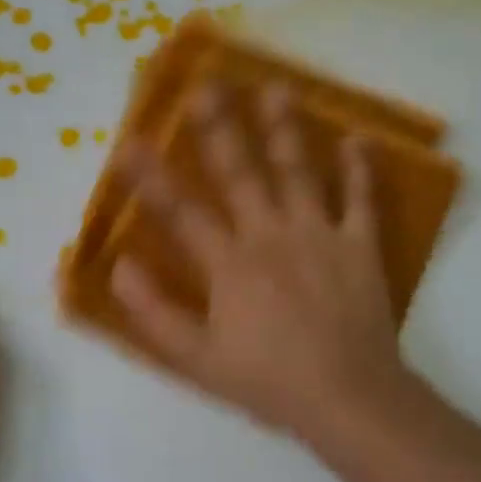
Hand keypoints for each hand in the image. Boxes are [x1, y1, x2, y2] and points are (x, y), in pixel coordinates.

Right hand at [110, 83, 413, 442]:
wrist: (348, 397)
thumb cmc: (268, 380)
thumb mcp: (197, 360)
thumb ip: (155, 313)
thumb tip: (119, 268)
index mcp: (229, 264)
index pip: (180, 211)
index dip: (149, 176)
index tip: (126, 140)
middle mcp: (270, 235)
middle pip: (239, 172)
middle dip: (218, 126)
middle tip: (206, 83)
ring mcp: (319, 235)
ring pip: (298, 171)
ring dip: (285, 128)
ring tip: (276, 87)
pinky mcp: (359, 246)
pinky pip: (360, 200)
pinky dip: (360, 169)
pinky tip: (358, 137)